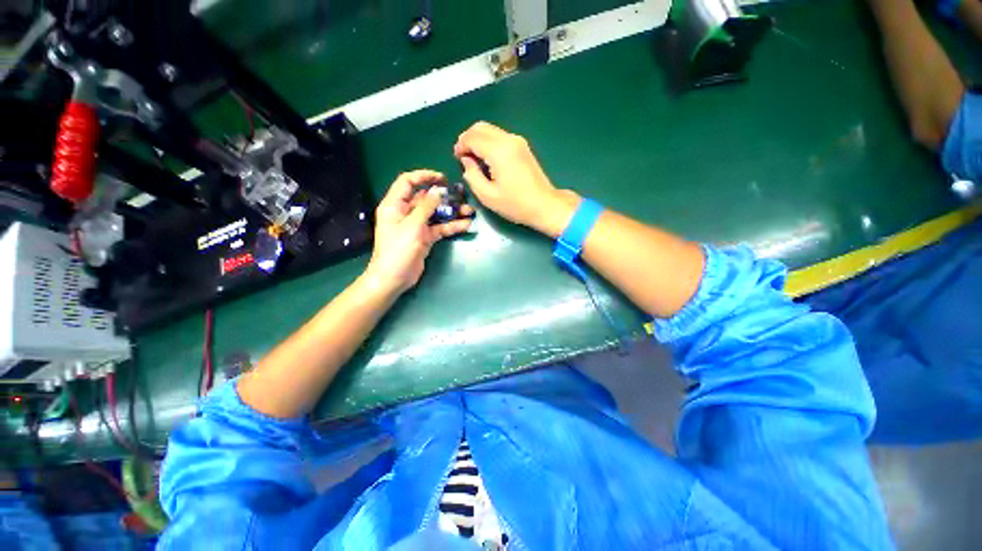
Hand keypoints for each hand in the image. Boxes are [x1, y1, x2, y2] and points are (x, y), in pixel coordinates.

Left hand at [363, 170, 472, 296]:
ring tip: (469, 211)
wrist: (394, 278)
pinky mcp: (425, 238)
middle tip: (460, 196)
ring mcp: (416, 226)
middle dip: (443, 196)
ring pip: (435, 214)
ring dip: (451, 212)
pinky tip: (465, 225)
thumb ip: (426, 207)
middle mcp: (405, 212)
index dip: (424, 176)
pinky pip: (439, 228)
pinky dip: (451, 226)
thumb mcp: (412, 226)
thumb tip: (438, 190)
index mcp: (395, 205)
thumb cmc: (397, 249)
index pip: (408, 182)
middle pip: (425, 198)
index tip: (442, 178)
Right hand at [454, 121, 579, 237]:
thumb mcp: (488, 196)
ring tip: (474, 159)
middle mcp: (509, 140)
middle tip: (463, 157)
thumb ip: (472, 176)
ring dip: (478, 140)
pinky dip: (489, 142)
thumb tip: (467, 161)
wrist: (544, 205)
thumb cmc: (516, 204)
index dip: (461, 145)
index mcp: (499, 151)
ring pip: (491, 130)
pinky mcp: (523, 146)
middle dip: (468, 139)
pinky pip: (500, 136)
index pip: (472, 137)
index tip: (457, 158)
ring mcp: (518, 141)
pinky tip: (487, 159)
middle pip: (481, 127)